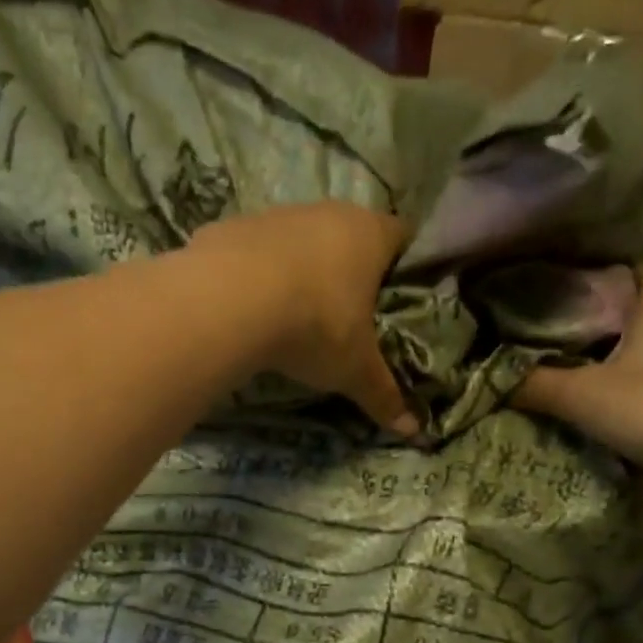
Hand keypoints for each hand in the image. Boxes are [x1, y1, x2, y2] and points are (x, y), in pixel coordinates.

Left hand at [191, 203, 416, 435]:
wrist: (229, 302)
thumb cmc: (315, 327)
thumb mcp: (354, 370)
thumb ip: (383, 395)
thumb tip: (413, 430)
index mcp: (369, 234)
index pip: (402, 236)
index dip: (403, 264)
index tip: (398, 294)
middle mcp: (327, 212)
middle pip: (348, 235)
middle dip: (350, 270)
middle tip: (348, 314)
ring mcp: (276, 215)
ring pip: (300, 240)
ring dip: (301, 271)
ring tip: (296, 315)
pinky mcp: (232, 227)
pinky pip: (254, 252)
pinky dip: (258, 276)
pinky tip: (251, 309)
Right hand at [515, 266, 642, 472]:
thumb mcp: (581, 396)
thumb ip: (536, 385)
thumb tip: (494, 379)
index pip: (632, 272)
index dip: (599, 285)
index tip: (566, 308)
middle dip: (611, 331)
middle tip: (568, 353)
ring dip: (634, 367)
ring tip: (593, 388)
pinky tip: (629, 418)